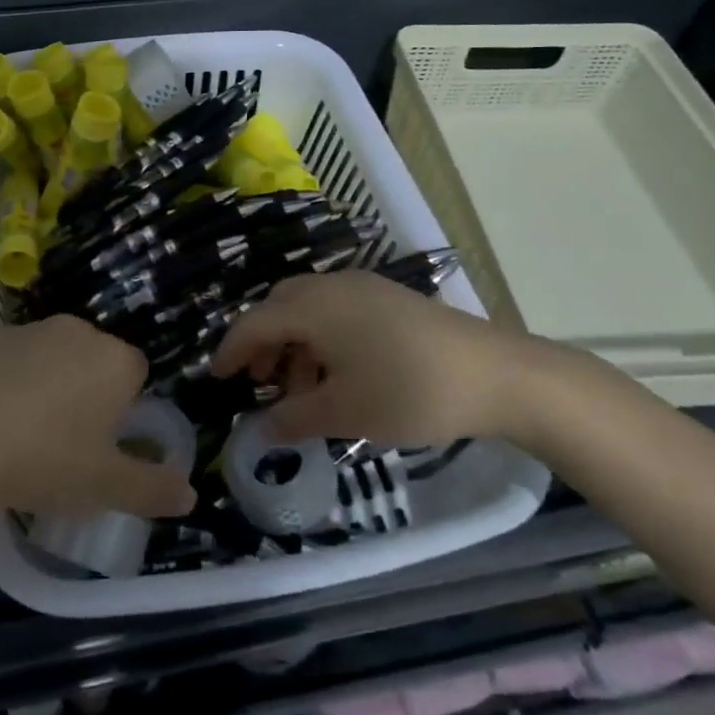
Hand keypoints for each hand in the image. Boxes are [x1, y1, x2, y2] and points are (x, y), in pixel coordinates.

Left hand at [0, 316, 197, 521]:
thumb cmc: (41, 460)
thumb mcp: (103, 487)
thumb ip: (152, 489)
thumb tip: (190, 494)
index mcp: (113, 359)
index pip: (137, 375)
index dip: (124, 411)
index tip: (102, 445)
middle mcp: (76, 331)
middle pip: (94, 363)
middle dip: (87, 396)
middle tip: (65, 446)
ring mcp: (27, 330)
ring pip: (51, 359)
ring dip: (47, 388)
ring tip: (22, 438)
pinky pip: (10, 361)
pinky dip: (7, 384)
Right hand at [211, 270, 582, 446]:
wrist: (496, 375)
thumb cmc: (409, 392)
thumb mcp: (344, 413)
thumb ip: (294, 418)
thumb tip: (260, 429)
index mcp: (314, 307)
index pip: (255, 323)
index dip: (232, 351)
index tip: (217, 379)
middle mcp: (332, 286)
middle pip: (280, 307)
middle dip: (264, 344)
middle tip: (263, 386)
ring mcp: (364, 287)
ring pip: (309, 308)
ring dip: (295, 343)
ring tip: (305, 390)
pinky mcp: (389, 298)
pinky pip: (337, 309)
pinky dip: (322, 337)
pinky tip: (340, 374)